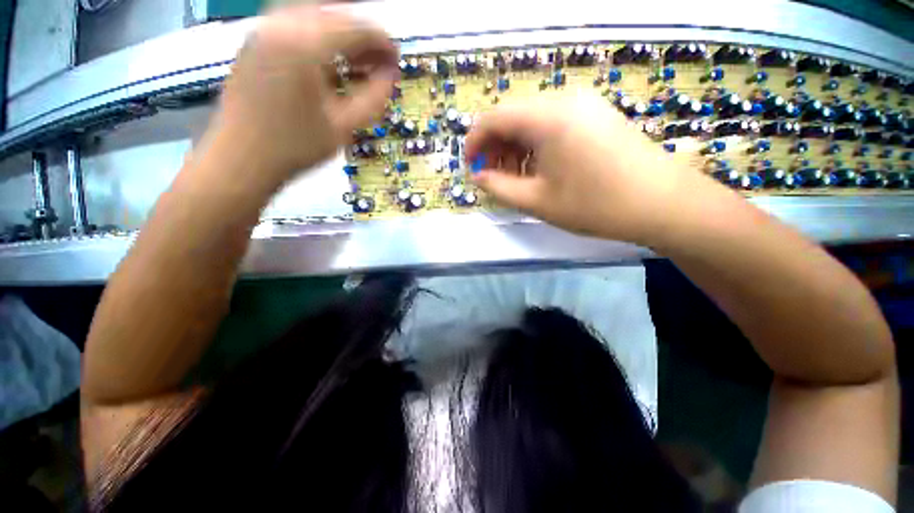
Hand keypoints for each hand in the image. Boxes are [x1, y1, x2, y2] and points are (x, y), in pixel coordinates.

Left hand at [207, 6, 398, 189]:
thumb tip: (391, 76)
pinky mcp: (257, 42)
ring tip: (360, 63)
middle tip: (381, 63)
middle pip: (335, 15)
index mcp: (305, 43)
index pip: (356, 28)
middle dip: (364, 37)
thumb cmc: (296, 146)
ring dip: (343, 37)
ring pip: (316, 18)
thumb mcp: (344, 126)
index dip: (383, 43)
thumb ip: (373, 97)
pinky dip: (321, 40)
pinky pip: (297, 27)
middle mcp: (282, 24)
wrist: (242, 158)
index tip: (397, 60)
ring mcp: (265, 30)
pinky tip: (332, 63)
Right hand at [464, 96, 719, 245]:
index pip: (493, 117)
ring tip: (514, 177)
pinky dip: (536, 145)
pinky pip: (553, 124)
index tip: (471, 167)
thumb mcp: (536, 201)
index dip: (475, 142)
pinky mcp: (596, 115)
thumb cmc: (594, 205)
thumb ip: (498, 187)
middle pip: (513, 116)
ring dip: (515, 147)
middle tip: (492, 176)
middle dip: (495, 147)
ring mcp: (584, 104)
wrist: (662, 204)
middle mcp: (564, 99)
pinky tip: (538, 168)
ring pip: (532, 120)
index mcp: (547, 117)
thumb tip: (478, 175)